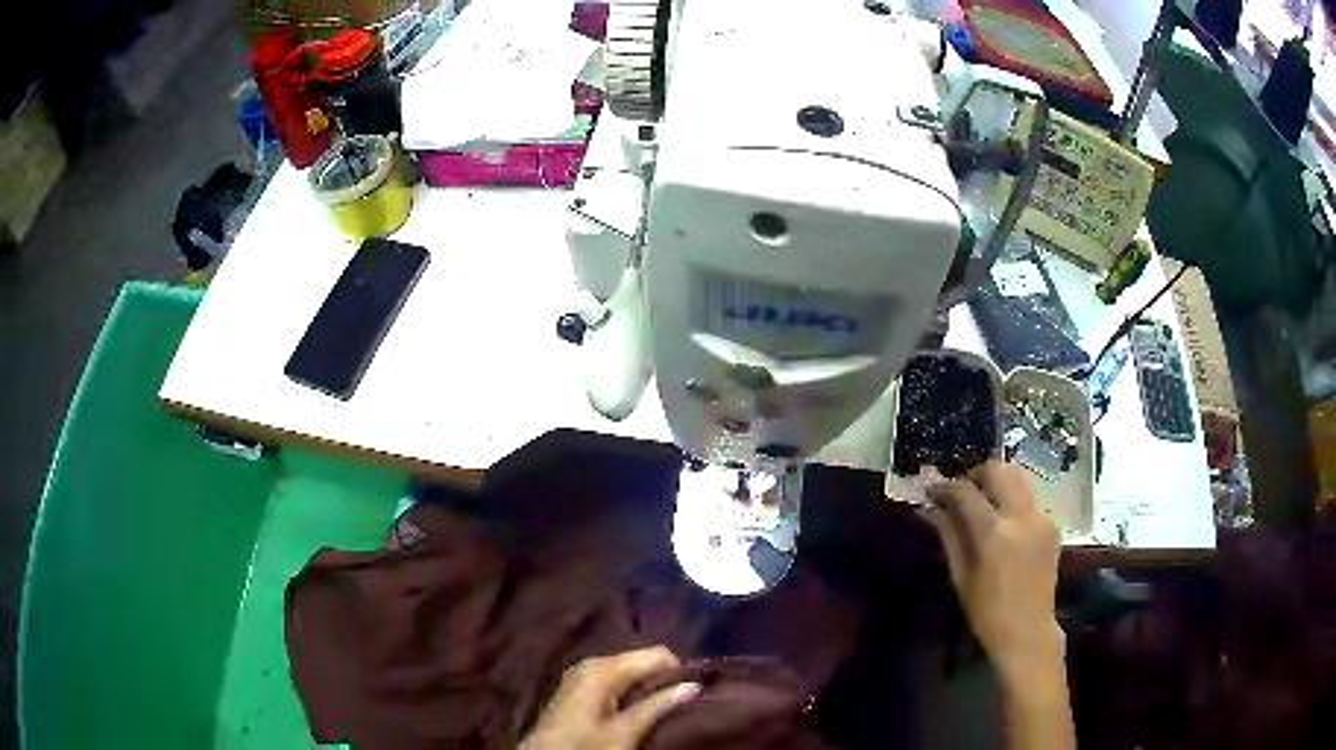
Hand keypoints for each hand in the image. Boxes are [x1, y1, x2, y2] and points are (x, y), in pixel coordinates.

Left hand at [521, 646, 700, 749]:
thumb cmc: (584, 745)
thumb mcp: (625, 730)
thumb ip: (658, 705)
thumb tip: (693, 685)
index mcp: (603, 667)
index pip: (656, 653)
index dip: (678, 670)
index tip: (694, 691)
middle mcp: (592, 662)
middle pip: (641, 659)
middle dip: (662, 677)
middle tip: (681, 701)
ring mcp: (582, 673)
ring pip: (629, 670)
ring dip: (647, 685)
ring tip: (662, 707)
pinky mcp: (578, 686)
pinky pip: (615, 678)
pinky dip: (630, 690)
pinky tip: (637, 707)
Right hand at [920, 461, 1062, 678]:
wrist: (1028, 631)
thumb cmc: (987, 613)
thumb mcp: (960, 576)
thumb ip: (949, 535)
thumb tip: (929, 508)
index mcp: (995, 534)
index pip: (966, 492)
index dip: (945, 486)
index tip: (931, 489)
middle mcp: (1022, 517)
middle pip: (999, 470)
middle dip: (976, 474)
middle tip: (960, 491)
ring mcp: (1042, 518)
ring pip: (1019, 477)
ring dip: (997, 481)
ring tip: (982, 500)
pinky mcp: (1053, 524)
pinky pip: (1030, 498)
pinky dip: (1013, 498)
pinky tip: (1003, 521)